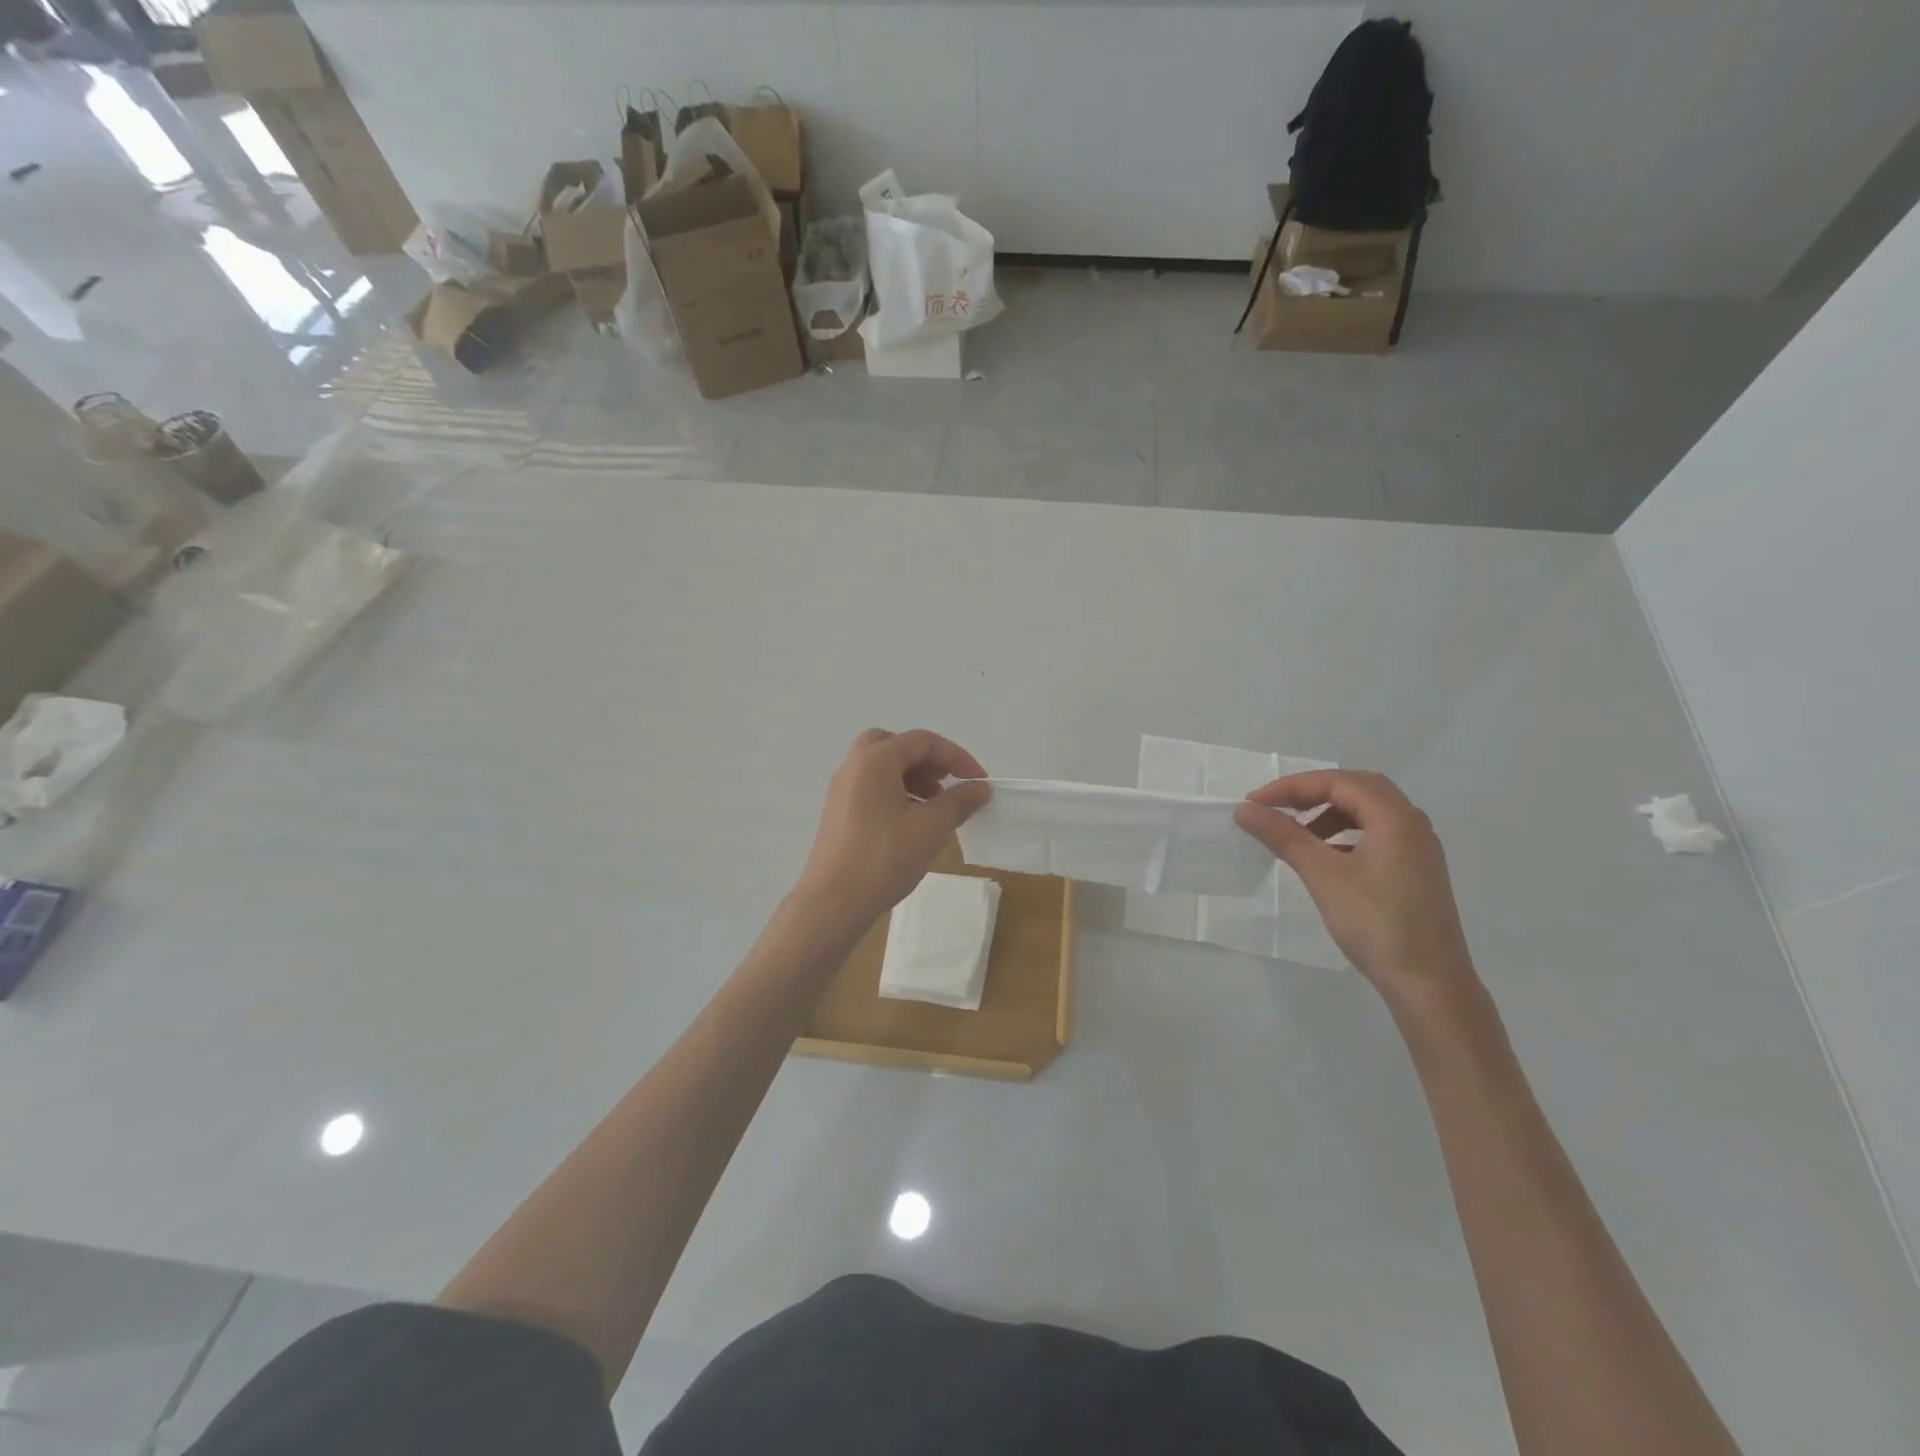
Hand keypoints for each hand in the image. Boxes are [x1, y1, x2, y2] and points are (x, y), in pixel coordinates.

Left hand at [794, 729, 991, 933]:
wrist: (834, 901)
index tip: (979, 782)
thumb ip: (960, 800)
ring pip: (882, 767)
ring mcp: (842, 789)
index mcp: (876, 759)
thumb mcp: (933, 826)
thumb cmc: (886, 856)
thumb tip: (980, 787)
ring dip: (912, 777)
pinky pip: (871, 788)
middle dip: (928, 761)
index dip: (957, 757)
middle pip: (896, 745)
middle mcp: (854, 766)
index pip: (923, 741)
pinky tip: (911, 822)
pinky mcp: (838, 812)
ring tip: (934, 806)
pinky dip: (895, 792)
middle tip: (946, 784)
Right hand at [1234, 770, 1478, 1014]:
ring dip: (1328, 814)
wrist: (1429, 984)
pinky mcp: (1416, 872)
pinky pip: (1377, 835)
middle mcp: (1412, 824)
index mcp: (1395, 816)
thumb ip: (1284, 836)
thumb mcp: (1323, 874)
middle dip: (1312, 794)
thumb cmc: (1376, 922)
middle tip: (1277, 810)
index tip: (1254, 804)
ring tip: (1297, 835)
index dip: (1291, 787)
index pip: (1337, 782)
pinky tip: (1326, 859)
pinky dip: (1345, 835)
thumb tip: (1245, 809)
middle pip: (1357, 789)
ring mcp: (1418, 849)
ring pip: (1368, 813)